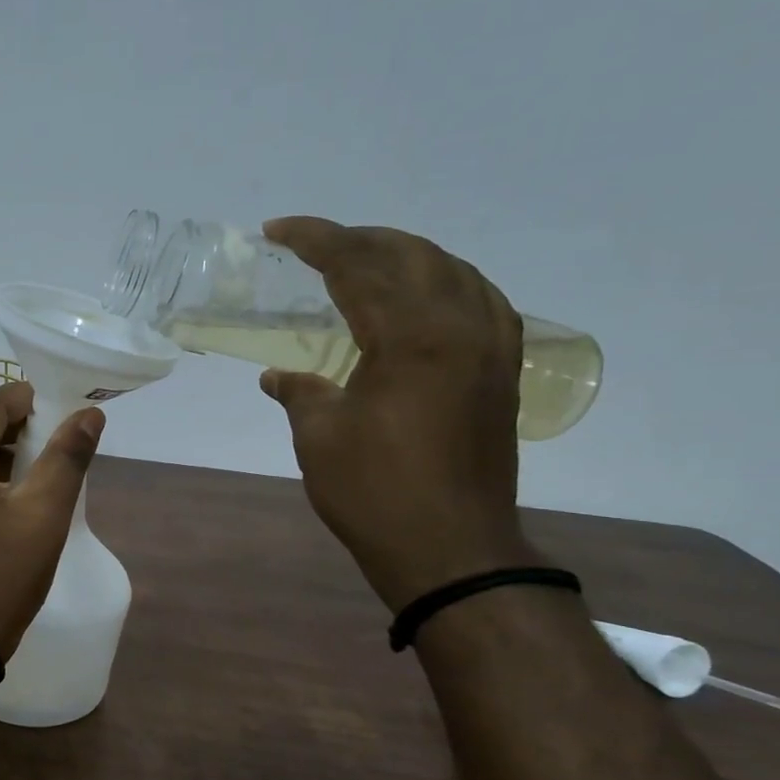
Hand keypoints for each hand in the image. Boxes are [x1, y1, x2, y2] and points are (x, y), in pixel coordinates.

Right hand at [258, 216, 538, 611]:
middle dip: (359, 240)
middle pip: (411, 255)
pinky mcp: (502, 371)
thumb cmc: (374, 492)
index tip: (277, 230)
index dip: (315, 240)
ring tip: (366, 261)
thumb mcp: (319, 438)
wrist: (451, 549)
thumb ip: (300, 392)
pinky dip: (446, 283)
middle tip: (315, 245)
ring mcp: (490, 347)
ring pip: (453, 271)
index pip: (358, 266)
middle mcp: (460, 327)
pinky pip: (481, 301)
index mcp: (410, 337)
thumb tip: (279, 375)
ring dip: (405, 256)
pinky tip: (427, 295)